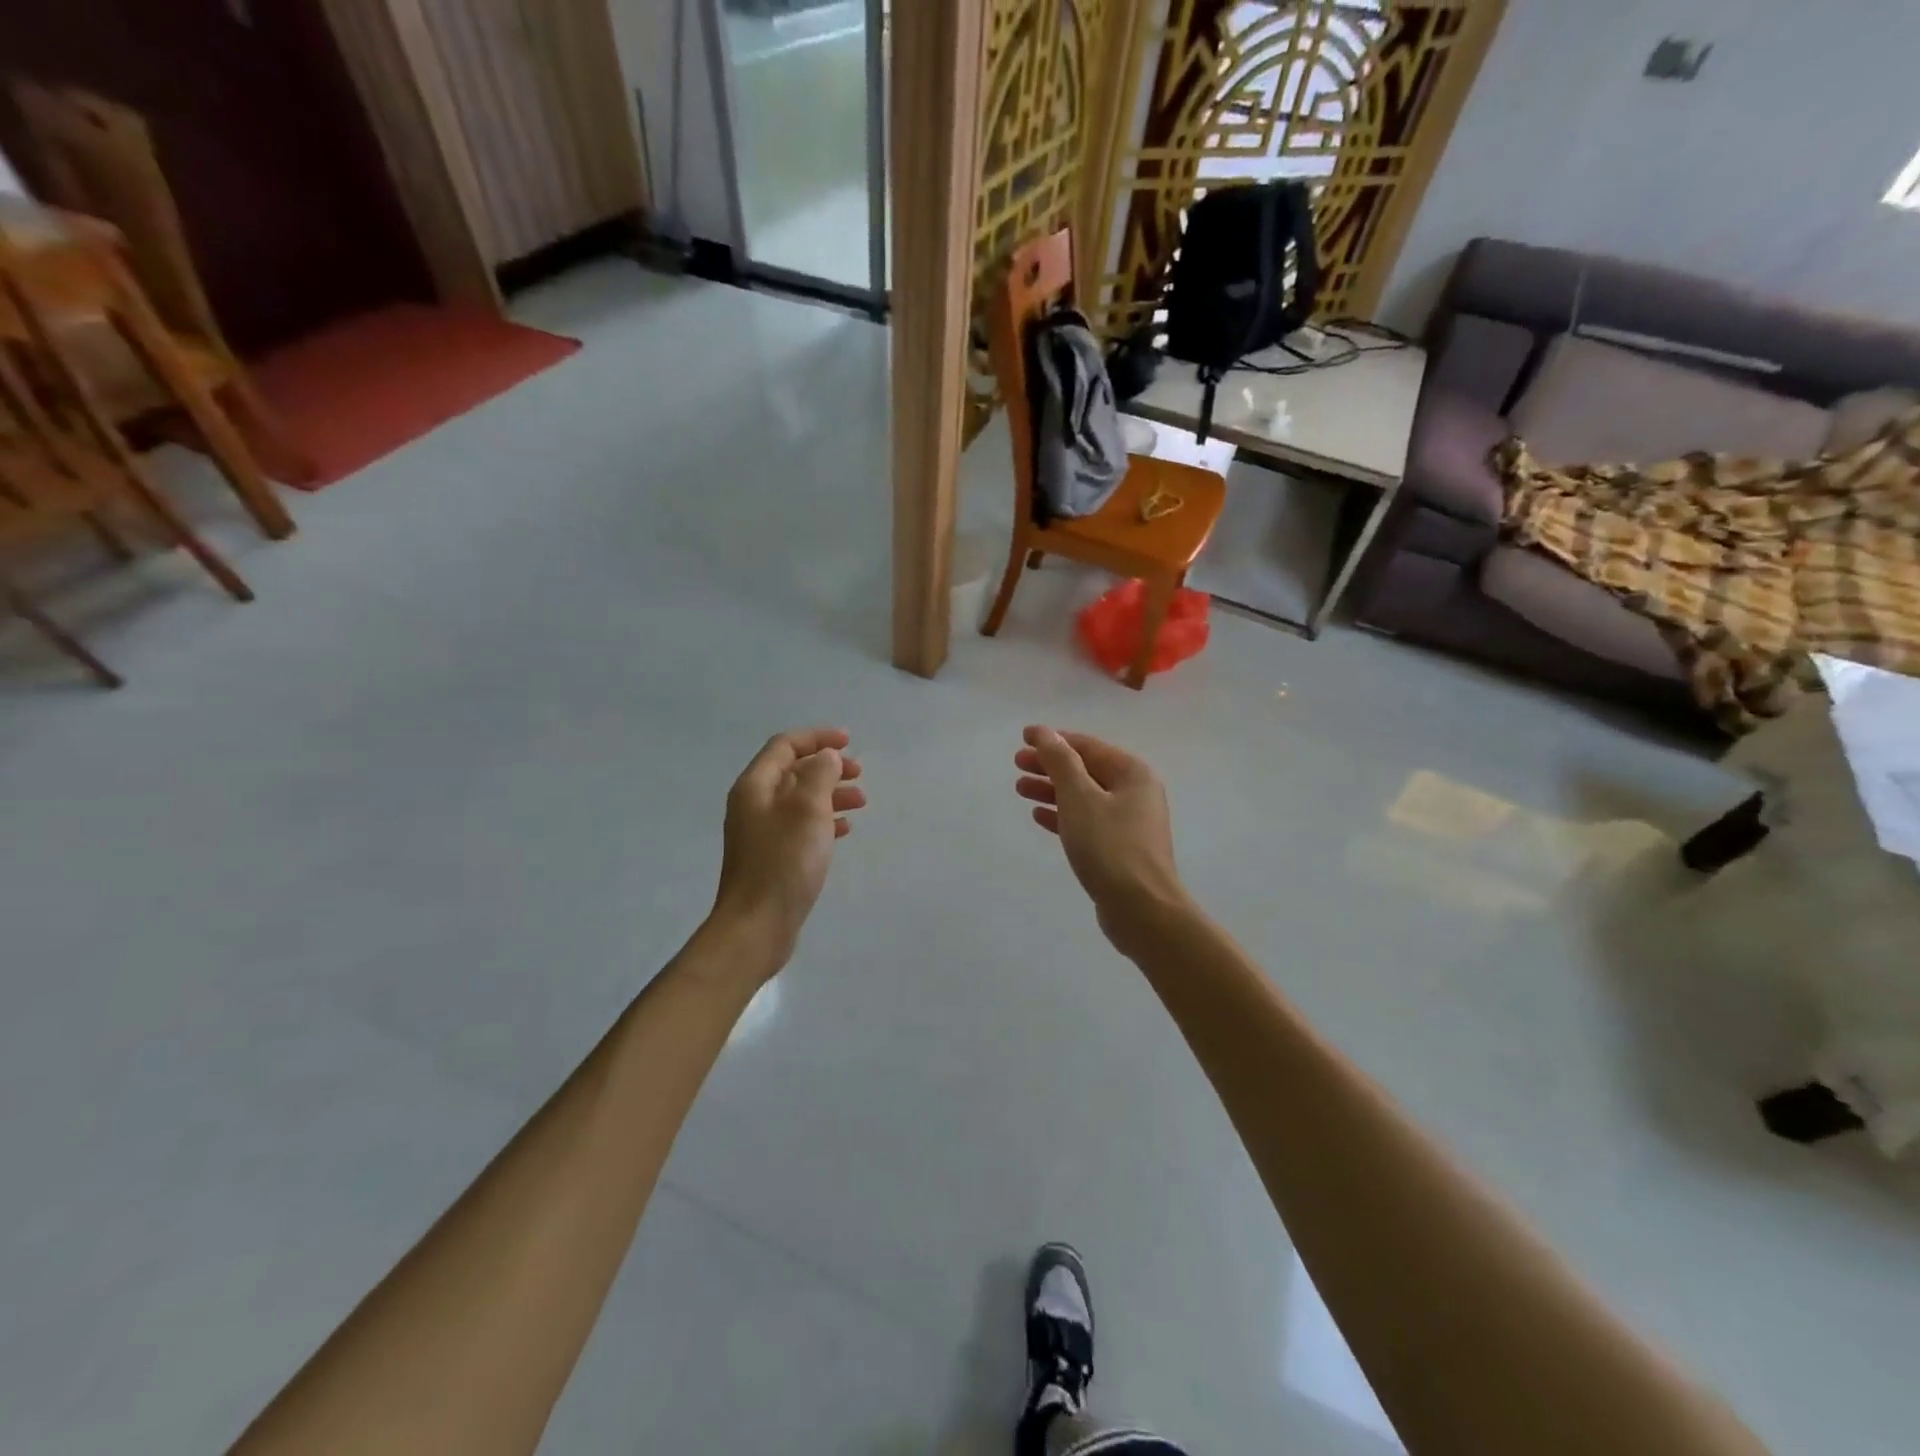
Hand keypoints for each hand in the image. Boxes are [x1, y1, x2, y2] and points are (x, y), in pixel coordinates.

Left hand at [713, 727, 865, 968]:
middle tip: (859, 773)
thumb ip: (820, 775)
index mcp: (755, 786)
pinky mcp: (772, 857)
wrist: (757, 926)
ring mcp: (761, 833)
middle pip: (793, 772)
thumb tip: (826, 756)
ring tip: (861, 802)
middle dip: (827, 767)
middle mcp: (754, 804)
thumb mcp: (808, 810)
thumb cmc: (784, 862)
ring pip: (800, 800)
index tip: (849, 742)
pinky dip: (824, 820)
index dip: (817, 738)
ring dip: (830, 794)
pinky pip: (801, 826)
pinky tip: (845, 829)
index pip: (785, 745)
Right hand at [1014, 726, 1189, 954]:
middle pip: (1086, 770)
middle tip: (1017, 765)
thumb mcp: (1079, 798)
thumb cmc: (1109, 847)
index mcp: (1132, 773)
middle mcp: (1135, 792)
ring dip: (1052, 790)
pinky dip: (1063, 815)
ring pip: (1084, 796)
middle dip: (1050, 766)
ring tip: (1020, 789)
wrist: (1142, 910)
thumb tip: (1044, 731)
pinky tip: (1039, 816)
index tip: (1023, 738)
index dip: (1053, 740)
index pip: (1087, 746)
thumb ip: (1060, 761)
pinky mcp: (1120, 848)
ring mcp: (1129, 822)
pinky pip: (1087, 821)